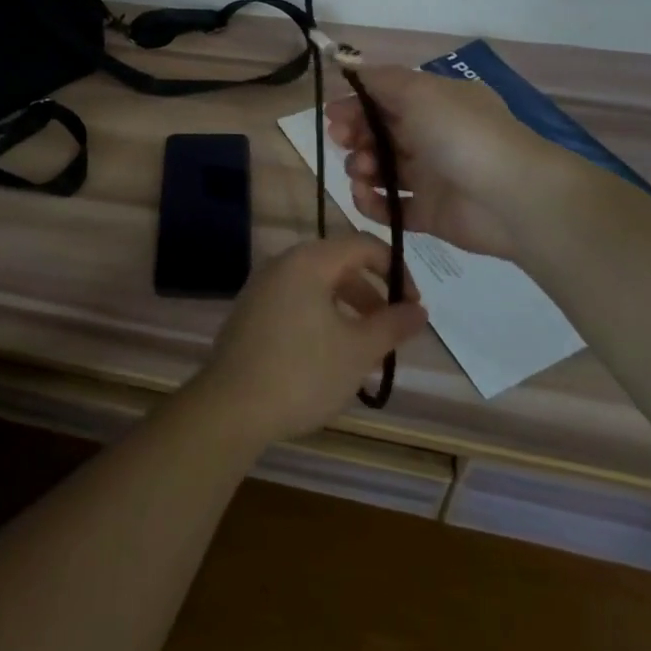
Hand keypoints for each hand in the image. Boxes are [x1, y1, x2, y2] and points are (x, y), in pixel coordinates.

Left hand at [196, 236, 428, 446]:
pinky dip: (322, 316)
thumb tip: (419, 309)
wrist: (231, 405)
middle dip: (371, 293)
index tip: (414, 305)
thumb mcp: (358, 351)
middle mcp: (282, 263)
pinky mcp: (251, 311)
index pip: (362, 244)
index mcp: (308, 261)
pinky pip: (296, 300)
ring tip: (367, 348)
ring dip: (348, 308)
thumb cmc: (302, 372)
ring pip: (317, 285)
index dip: (396, 268)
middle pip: (338, 263)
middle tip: (393, 329)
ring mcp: (262, 286)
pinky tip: (331, 355)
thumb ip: (392, 325)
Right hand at [326, 65, 558, 262]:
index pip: (384, 99)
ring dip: (360, 167)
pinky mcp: (429, 213)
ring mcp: (430, 176)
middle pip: (377, 133)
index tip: (332, 115)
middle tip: (344, 141)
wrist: (513, 197)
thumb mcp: (419, 90)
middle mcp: (431, 135)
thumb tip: (352, 69)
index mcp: (434, 103)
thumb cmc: (462, 133)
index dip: (355, 105)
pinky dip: (371, 202)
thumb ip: (381, 80)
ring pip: (380, 169)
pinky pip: (390, 206)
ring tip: (363, 172)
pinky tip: (365, 195)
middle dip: (353, 135)